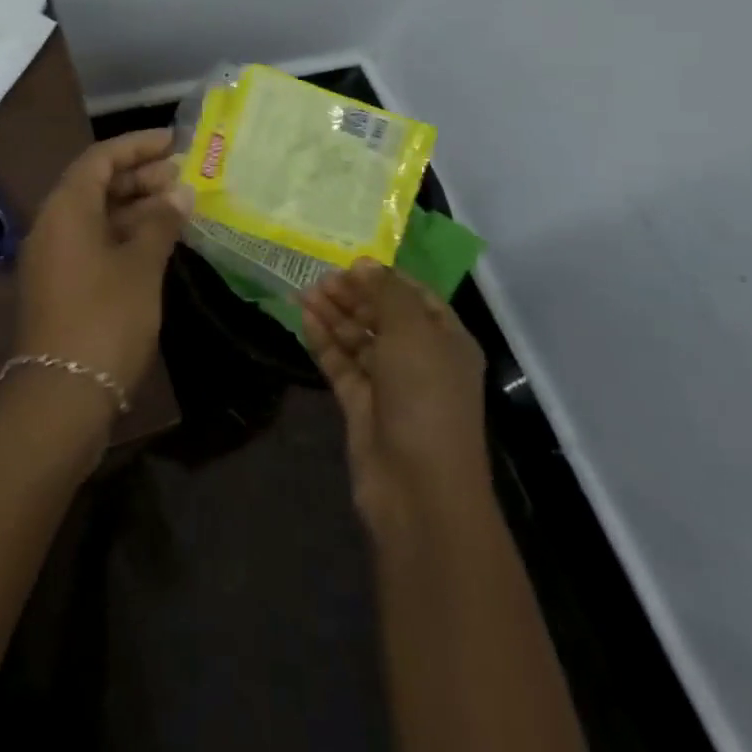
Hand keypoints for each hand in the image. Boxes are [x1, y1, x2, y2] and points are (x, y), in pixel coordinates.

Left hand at [15, 128, 189, 409]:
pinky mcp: (63, 285)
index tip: (173, 142)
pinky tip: (159, 240)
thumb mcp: (141, 266)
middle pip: (97, 184)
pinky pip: (95, 242)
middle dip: (140, 176)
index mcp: (66, 209)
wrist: (62, 396)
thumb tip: (180, 194)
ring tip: (180, 205)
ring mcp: (55, 257)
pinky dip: (126, 234)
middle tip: (183, 176)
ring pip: (98, 215)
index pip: (100, 158)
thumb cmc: (105, 319)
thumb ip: (161, 223)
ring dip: (136, 206)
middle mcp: (53, 225)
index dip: (137, 145)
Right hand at [301, 261, 491, 536]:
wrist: (419, 488)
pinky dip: (325, 343)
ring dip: (334, 315)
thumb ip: (386, 293)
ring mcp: (391, 385)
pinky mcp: (363, 407)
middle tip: (320, 278)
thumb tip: (364, 264)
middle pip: (383, 316)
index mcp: (446, 339)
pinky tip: (305, 320)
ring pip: (359, 340)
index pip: (416, 296)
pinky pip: (342, 366)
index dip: (384, 277)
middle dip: (353, 295)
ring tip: (304, 292)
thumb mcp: (412, 332)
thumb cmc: (425, 396)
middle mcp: (421, 359)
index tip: (350, 263)